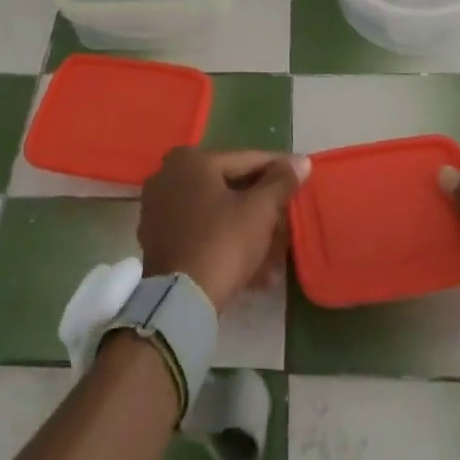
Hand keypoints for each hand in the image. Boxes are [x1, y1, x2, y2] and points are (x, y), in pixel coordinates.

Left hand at [139, 148, 309, 309]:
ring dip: (248, 230)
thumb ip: (281, 182)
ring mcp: (159, 208)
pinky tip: (255, 268)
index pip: (246, 160)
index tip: (300, 174)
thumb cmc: (222, 242)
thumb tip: (301, 161)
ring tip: (276, 252)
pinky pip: (201, 232)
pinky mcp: (157, 239)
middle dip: (262, 206)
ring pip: (216, 213)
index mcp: (191, 160)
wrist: (178, 300)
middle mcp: (169, 175)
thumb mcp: (259, 210)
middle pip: (229, 187)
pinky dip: (226, 242)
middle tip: (288, 216)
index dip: (278, 169)